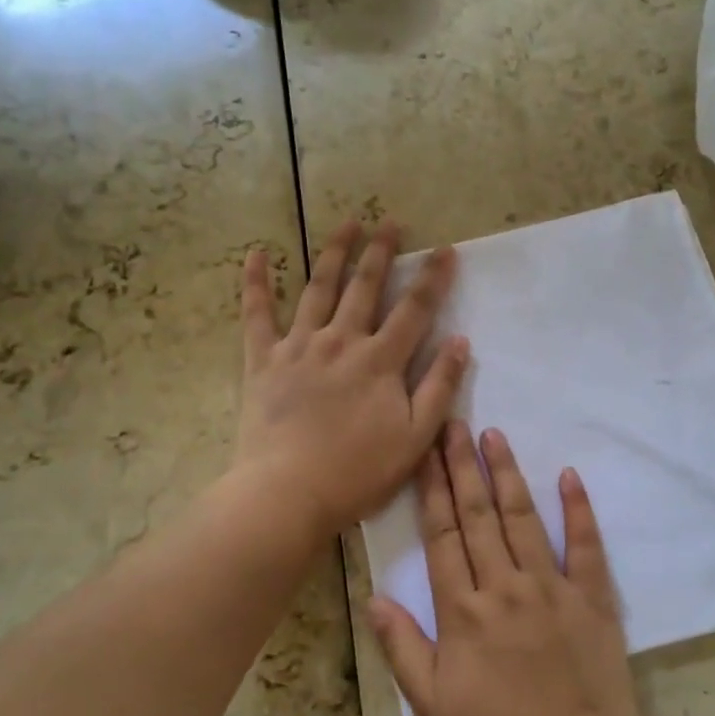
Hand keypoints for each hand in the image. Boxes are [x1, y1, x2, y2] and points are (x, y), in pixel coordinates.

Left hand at [235, 222, 468, 538]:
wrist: (287, 493)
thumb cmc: (357, 472)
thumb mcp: (415, 438)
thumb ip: (439, 387)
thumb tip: (459, 342)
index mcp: (380, 360)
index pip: (414, 309)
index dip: (433, 278)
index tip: (445, 250)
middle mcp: (341, 340)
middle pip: (365, 286)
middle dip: (381, 252)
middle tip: (391, 222)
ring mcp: (299, 346)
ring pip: (318, 288)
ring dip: (334, 253)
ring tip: (347, 224)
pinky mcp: (263, 359)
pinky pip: (256, 313)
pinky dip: (255, 282)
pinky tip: (256, 253)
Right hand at [367, 421, 651, 715]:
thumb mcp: (432, 706)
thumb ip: (401, 647)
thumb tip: (374, 594)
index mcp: (462, 610)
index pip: (442, 536)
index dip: (431, 489)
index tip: (425, 451)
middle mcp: (504, 585)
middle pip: (477, 515)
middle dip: (463, 465)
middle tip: (454, 423)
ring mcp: (551, 586)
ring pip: (523, 517)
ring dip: (507, 473)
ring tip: (494, 434)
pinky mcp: (591, 597)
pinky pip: (585, 544)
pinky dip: (578, 508)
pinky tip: (568, 475)